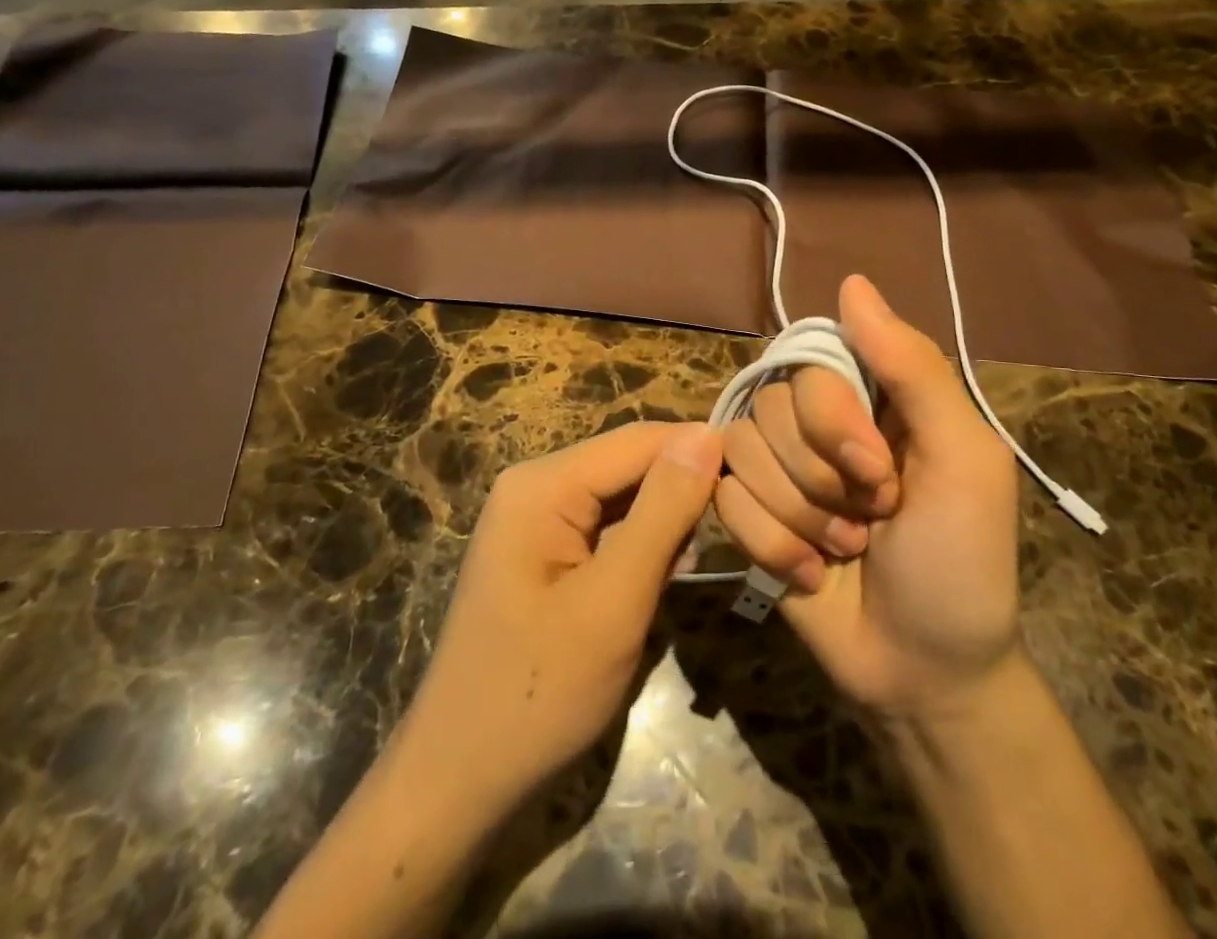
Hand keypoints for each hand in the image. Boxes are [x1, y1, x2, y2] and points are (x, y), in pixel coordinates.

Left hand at [402, 421, 723, 813]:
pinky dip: (642, 545)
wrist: (459, 780)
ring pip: (622, 496)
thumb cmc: (539, 692)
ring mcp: (536, 519)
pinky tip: (667, 574)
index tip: (757, 480)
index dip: (699, 450)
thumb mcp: (614, 601)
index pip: (638, 440)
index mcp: (543, 484)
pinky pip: (605, 527)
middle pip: (628, 465)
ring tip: (705, 556)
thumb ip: (663, 512)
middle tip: (741, 527)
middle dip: (682, 489)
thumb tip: (707, 436)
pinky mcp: (544, 551)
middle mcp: (536, 485)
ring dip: (666, 520)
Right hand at [714, 275, 1020, 718]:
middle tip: (870, 521)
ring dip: (798, 517)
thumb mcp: (964, 460)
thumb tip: (852, 282)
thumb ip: (914, 368)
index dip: (833, 419)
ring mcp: (776, 467)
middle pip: (771, 405)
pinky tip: (809, 575)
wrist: (922, 672)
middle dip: (821, 480)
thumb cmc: (961, 562)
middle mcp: (815, 421)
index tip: (878, 474)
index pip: (811, 361)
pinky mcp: (745, 512)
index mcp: (869, 396)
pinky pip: (724, 498)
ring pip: (741, 450)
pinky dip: (770, 544)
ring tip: (843, 551)